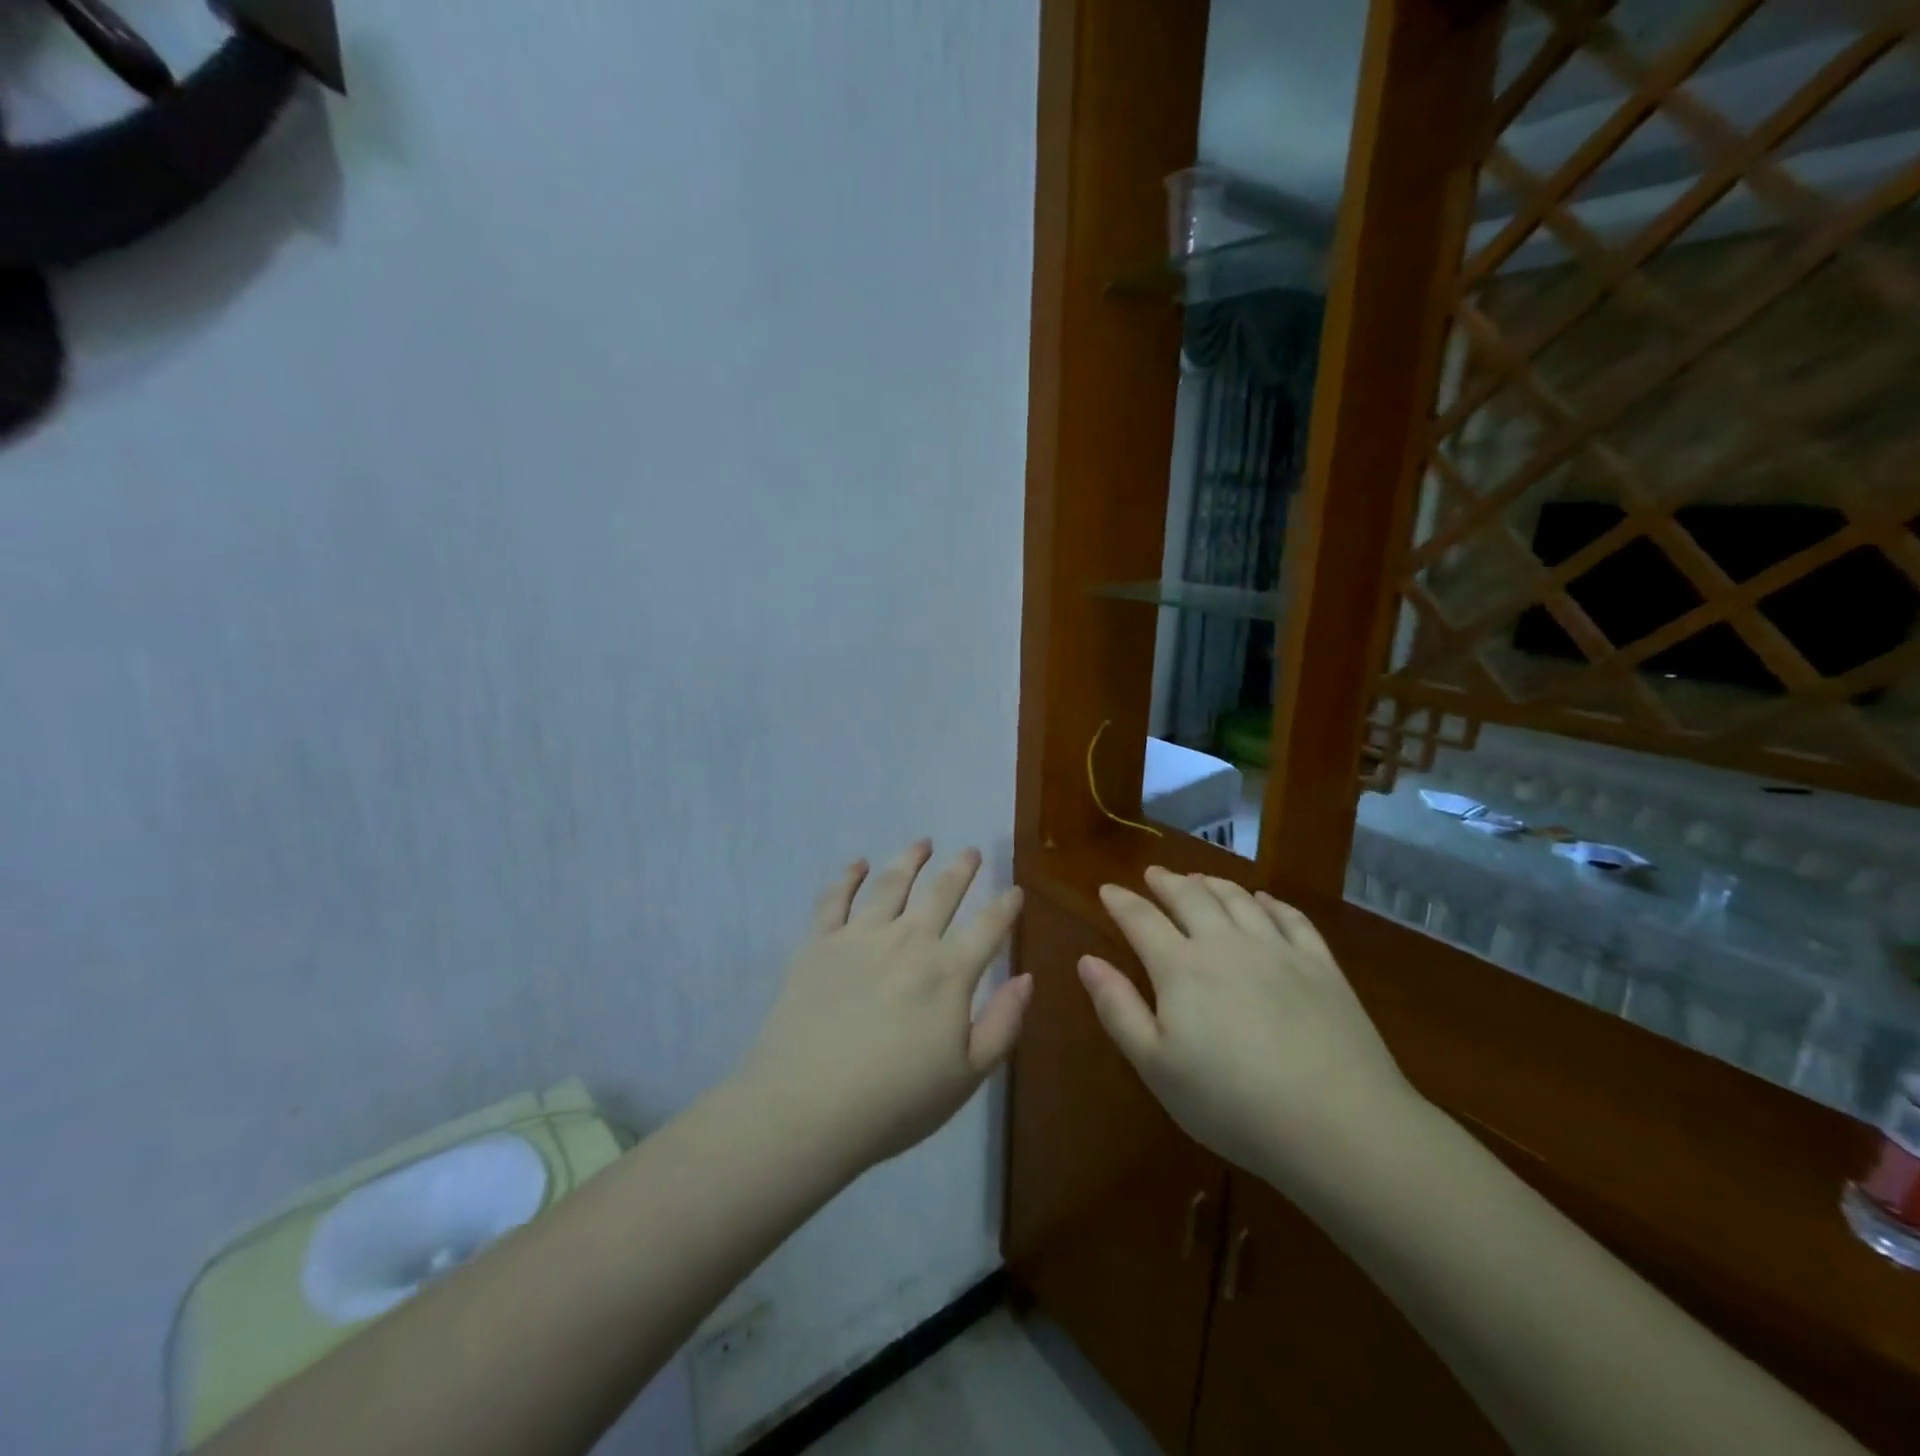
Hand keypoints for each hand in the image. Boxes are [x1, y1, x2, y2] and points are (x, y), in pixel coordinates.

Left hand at [738, 842, 1029, 1175]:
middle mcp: (908, 941)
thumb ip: (1002, 1023)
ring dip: (910, 859)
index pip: (987, 927)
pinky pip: (835, 898)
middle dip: (961, 869)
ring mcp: (860, 937)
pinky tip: (857, 863)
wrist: (807, 1107)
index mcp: (948, 973)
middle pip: (942, 892)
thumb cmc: (894, 1101)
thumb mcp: (966, 1076)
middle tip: (971, 851)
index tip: (1015, 890)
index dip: (1005, 906)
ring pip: (891, 883)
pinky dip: (847, 875)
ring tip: (922, 843)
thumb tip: (1026, 977)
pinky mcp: (819, 943)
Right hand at [1079, 868, 1424, 1199]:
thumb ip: (1118, 1008)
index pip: (1141, 920)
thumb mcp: (1155, 1066)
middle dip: (1167, 882)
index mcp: (1181, 967)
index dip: (1121, 902)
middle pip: (1191, 898)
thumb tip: (1087, 960)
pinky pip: (1291, 918)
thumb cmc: (1231, 1102)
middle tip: (1155, 873)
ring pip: (1239, 899)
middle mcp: (1226, 944)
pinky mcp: (1321, 965)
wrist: (1338, 1123)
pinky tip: (1264, 900)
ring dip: (1214, 884)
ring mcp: (1278, 950)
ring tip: (1200, 878)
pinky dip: (1271, 902)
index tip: (1107, 889)